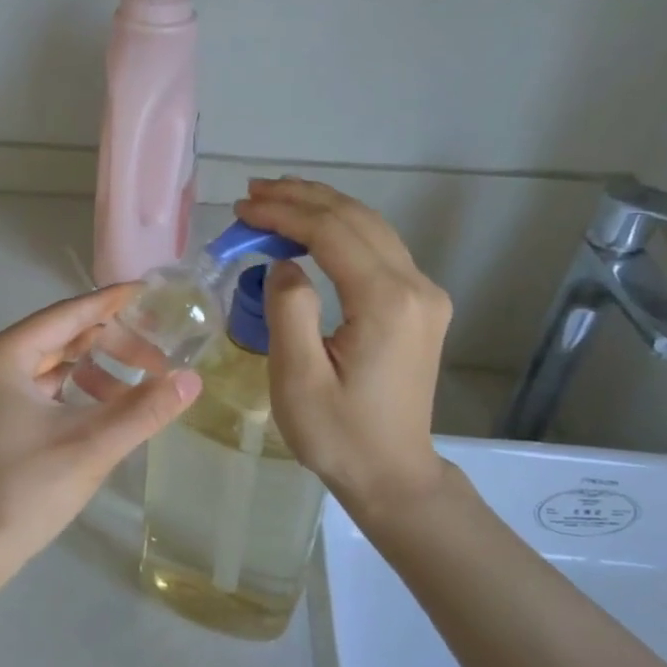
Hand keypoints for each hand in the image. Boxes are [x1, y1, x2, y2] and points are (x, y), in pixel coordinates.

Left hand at [0, 286, 202, 572]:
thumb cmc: (24, 491)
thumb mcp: (91, 446)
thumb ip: (144, 410)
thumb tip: (192, 380)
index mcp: (0, 357)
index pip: (66, 315)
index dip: (110, 303)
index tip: (148, 293)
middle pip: (56, 339)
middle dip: (107, 345)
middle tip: (155, 358)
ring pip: (45, 367)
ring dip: (90, 372)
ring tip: (133, 390)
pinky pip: (33, 391)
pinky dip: (68, 394)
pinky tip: (99, 410)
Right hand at [233, 179, 452, 511]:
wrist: (392, 473)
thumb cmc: (339, 435)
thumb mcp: (298, 379)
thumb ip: (289, 311)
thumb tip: (284, 264)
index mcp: (387, 302)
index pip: (333, 233)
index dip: (284, 213)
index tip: (241, 208)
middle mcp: (415, 287)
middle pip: (356, 219)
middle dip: (302, 199)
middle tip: (252, 193)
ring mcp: (424, 295)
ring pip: (371, 228)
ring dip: (322, 208)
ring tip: (275, 199)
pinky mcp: (419, 306)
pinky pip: (378, 250)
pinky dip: (340, 231)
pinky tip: (311, 231)